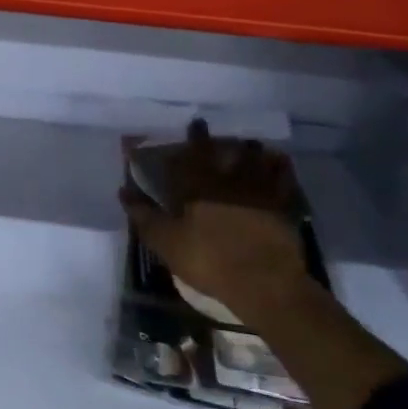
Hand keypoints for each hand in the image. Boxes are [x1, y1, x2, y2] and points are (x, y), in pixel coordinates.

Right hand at [121, 120, 315, 320]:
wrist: (264, 283)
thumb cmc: (209, 260)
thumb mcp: (166, 242)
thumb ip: (144, 215)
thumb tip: (123, 190)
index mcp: (198, 186)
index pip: (191, 154)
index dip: (191, 138)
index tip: (193, 125)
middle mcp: (228, 180)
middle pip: (224, 152)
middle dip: (218, 140)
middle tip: (217, 131)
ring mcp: (259, 192)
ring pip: (255, 160)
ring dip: (250, 150)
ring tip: (248, 144)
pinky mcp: (283, 207)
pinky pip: (284, 179)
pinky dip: (280, 168)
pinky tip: (279, 162)